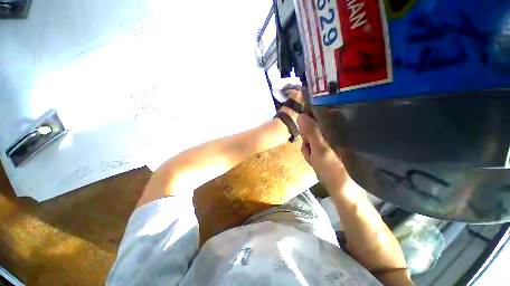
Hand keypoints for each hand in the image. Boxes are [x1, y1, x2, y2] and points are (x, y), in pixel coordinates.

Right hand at [297, 114, 350, 195]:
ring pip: (310, 138)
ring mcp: (329, 142)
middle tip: (311, 150)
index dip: (307, 120)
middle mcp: (333, 132)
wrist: (343, 191)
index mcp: (336, 130)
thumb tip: (300, 115)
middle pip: (312, 128)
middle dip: (307, 140)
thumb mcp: (320, 150)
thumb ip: (311, 132)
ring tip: (314, 159)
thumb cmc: (334, 170)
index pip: (319, 115)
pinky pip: (312, 147)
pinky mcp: (326, 149)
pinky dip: (310, 154)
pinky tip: (314, 161)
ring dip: (308, 149)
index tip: (303, 129)